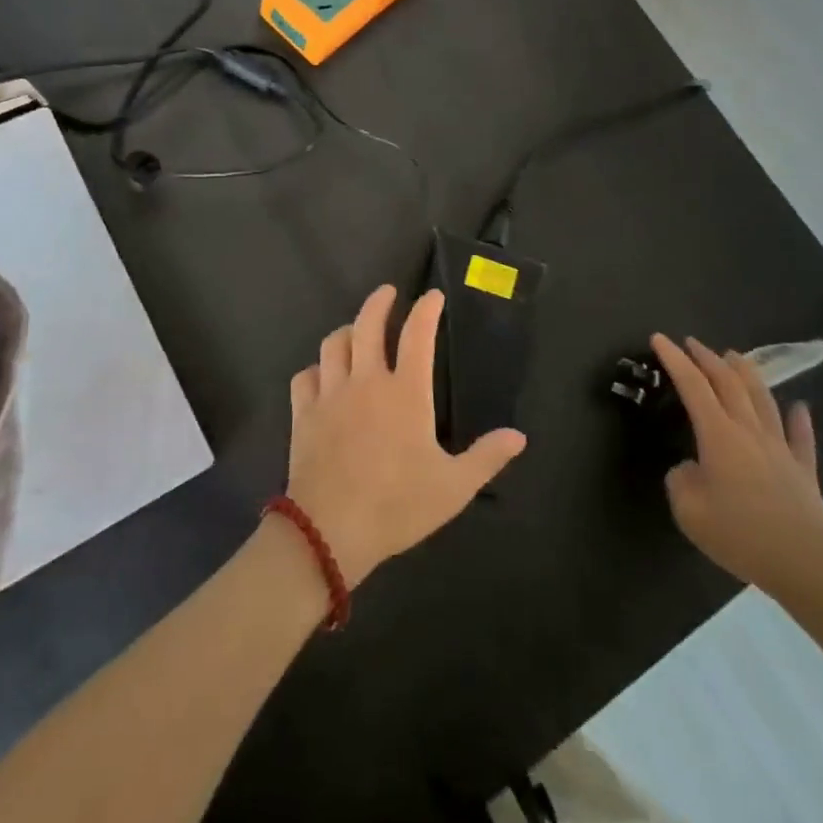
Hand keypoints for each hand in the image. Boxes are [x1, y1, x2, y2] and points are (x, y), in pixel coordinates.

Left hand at [286, 285, 526, 584]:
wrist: (330, 529)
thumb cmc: (398, 506)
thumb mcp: (454, 488)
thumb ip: (487, 457)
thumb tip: (519, 436)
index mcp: (405, 393)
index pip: (418, 335)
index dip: (426, 310)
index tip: (432, 296)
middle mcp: (366, 382)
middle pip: (367, 325)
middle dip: (379, 302)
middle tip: (388, 293)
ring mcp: (330, 395)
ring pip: (332, 345)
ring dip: (346, 331)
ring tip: (354, 331)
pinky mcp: (304, 414)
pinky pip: (305, 377)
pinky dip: (315, 369)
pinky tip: (321, 375)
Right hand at [653, 334, 822, 599]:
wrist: (804, 565)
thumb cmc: (739, 534)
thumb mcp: (688, 510)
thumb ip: (680, 479)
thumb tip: (691, 468)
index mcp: (718, 435)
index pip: (692, 386)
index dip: (674, 360)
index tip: (659, 338)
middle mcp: (749, 431)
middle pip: (728, 383)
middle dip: (707, 358)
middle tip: (692, 342)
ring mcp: (780, 449)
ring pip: (763, 399)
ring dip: (746, 373)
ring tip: (735, 355)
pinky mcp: (804, 471)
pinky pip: (801, 438)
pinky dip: (799, 419)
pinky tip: (800, 407)